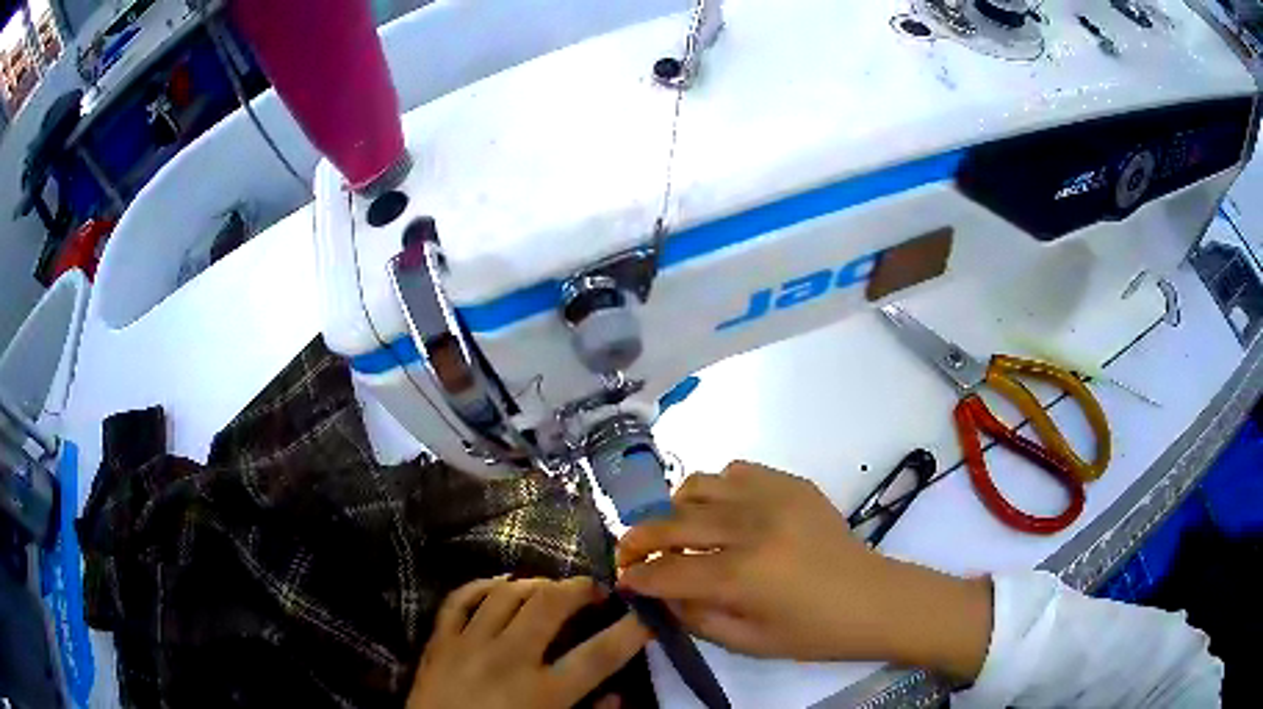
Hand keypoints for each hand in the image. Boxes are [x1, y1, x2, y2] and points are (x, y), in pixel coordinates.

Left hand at [408, 576, 651, 708]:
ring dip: (536, 583)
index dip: (629, 631)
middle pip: (549, 606)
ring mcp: (468, 645)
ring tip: (552, 589)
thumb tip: (618, 695)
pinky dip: (482, 585)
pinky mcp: (438, 641)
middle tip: (596, 590)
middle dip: (580, 589)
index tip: (646, 615)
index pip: (598, 655)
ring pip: (506, 593)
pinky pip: (460, 598)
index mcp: (542, 694)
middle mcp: (507, 660)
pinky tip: (500, 584)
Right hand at [616, 461, 991, 680]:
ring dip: (676, 509)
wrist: (873, 599)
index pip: (666, 571)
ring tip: (678, 529)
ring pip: (699, 485)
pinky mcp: (792, 483)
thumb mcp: (747, 642)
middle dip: (638, 538)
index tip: (623, 579)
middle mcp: (752, 527)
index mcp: (742, 576)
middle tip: (630, 552)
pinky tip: (724, 512)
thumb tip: (659, 590)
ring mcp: (773, 497)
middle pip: (672, 522)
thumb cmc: (812, 633)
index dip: (636, 576)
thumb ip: (694, 617)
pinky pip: (736, 470)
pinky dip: (718, 490)